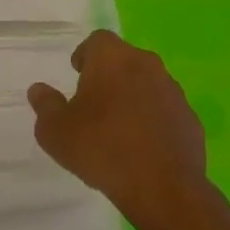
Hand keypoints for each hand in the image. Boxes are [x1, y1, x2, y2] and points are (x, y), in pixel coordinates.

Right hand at [28, 31, 210, 228]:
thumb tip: (38, 90)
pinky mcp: (190, 119)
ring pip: (147, 84)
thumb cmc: (102, 149)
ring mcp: (173, 91)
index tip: (77, 75)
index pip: (97, 40)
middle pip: (124, 60)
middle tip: (95, 102)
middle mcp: (145, 64)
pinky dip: (154, 121)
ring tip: (119, 128)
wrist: (164, 189)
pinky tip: (144, 148)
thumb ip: (45, 106)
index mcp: (113, 57)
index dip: (86, 55)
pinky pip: (166, 111)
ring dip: (134, 97)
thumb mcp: (56, 132)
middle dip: (110, 76)